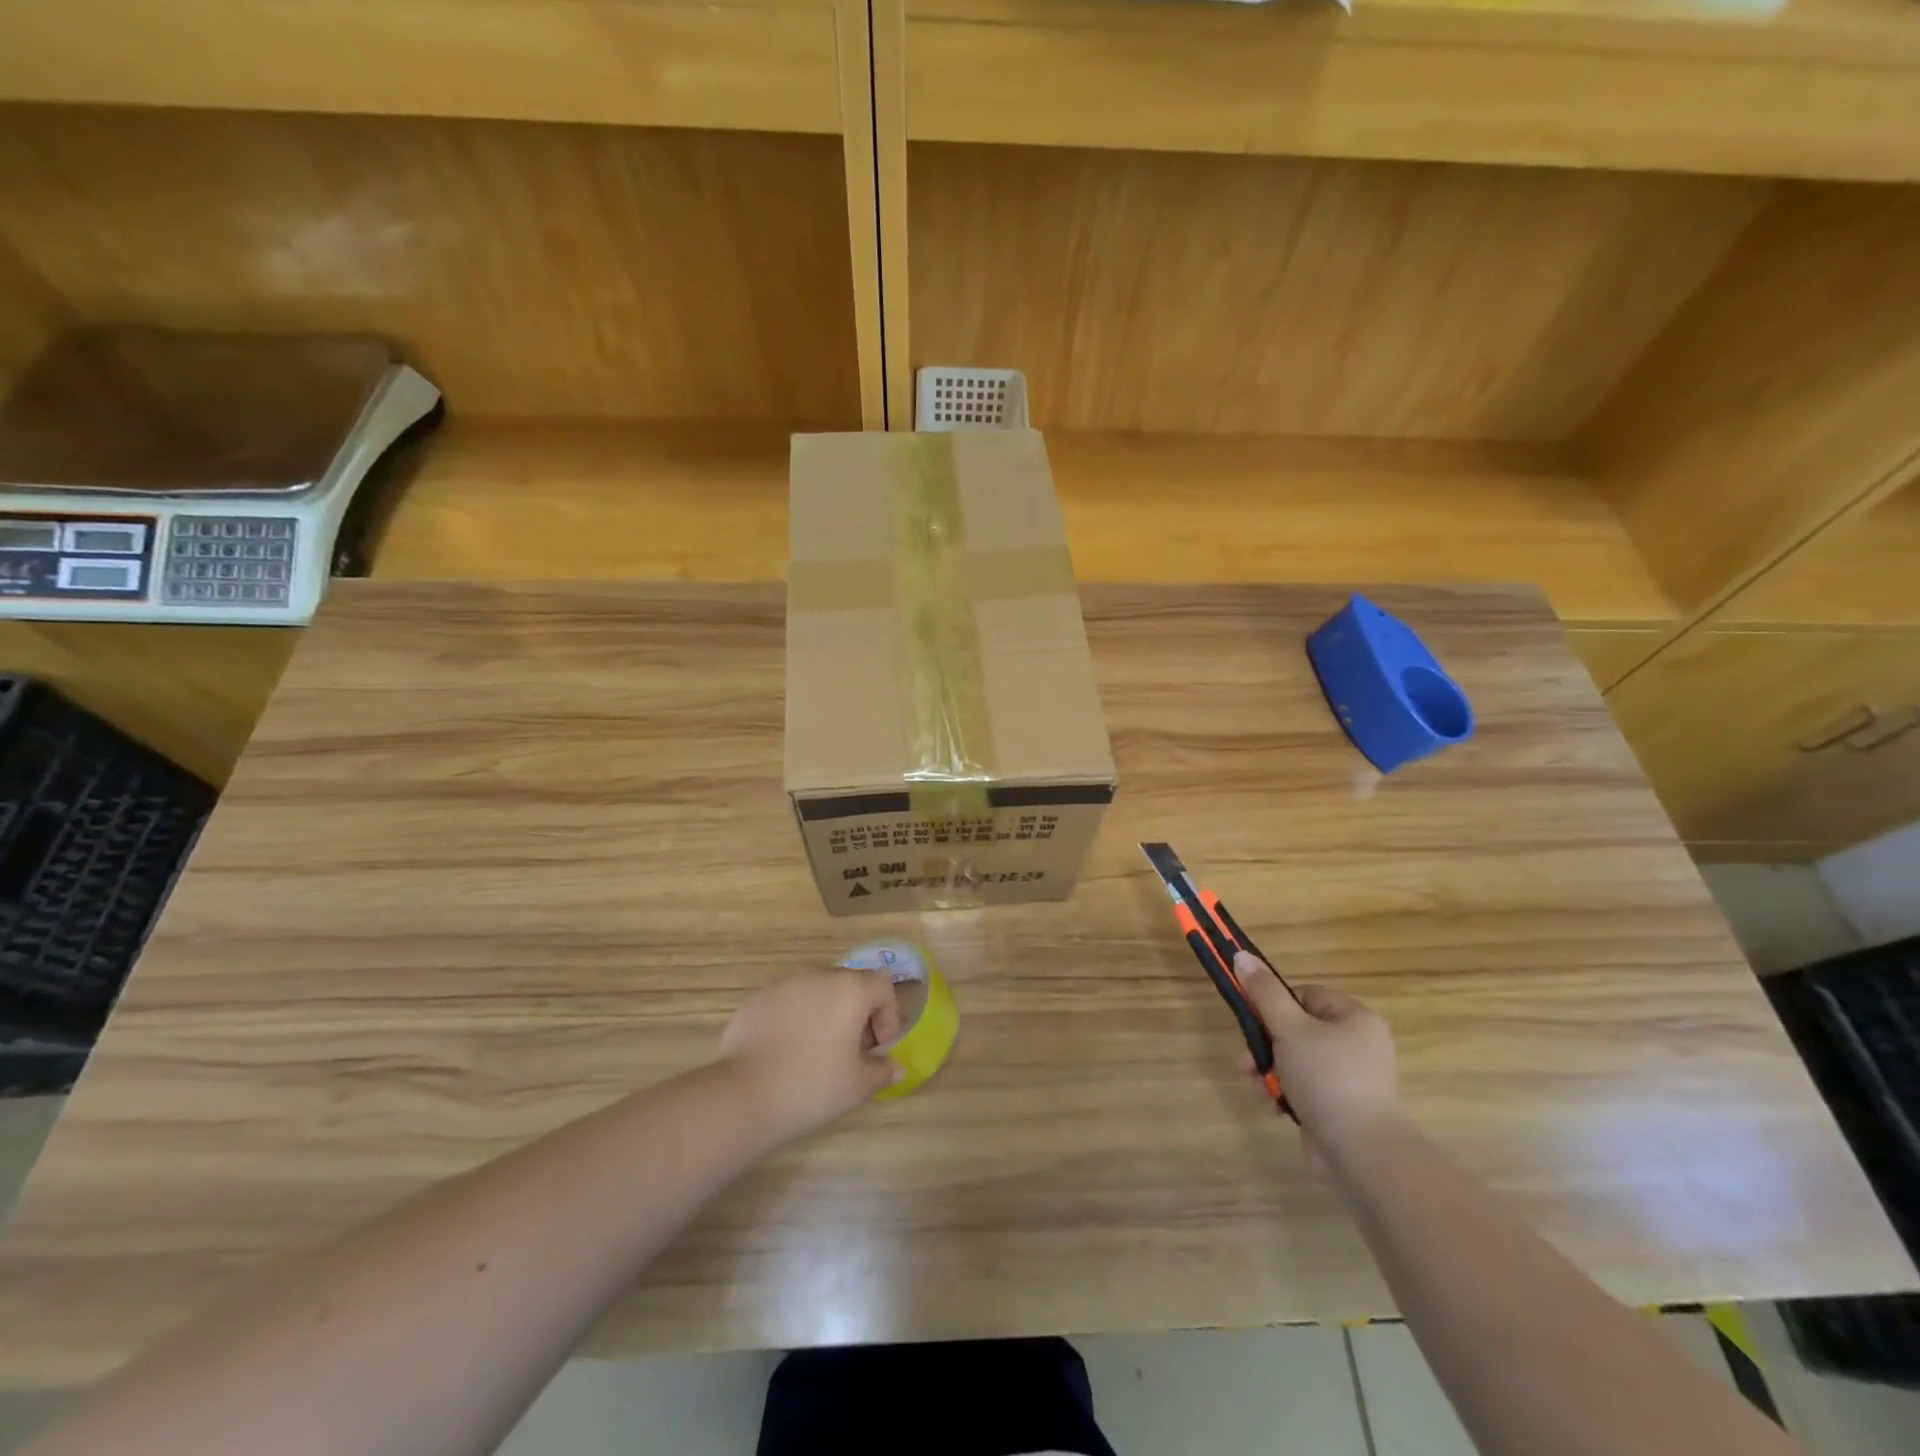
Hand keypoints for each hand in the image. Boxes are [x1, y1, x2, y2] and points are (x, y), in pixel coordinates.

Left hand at [717, 971, 903, 1143]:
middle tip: (851, 1052)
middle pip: (849, 985)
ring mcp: (784, 986)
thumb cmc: (813, 1086)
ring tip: (817, 1054)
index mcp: (849, 990)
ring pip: (817, 993)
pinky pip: (788, 1004)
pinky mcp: (757, 1000)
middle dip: (857, 1014)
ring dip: (826, 1015)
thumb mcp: (857, 1085)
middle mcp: (818, 977)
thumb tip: (896, 1067)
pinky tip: (786, 1054)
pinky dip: (796, 1021)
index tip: (876, 1048)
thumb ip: (882, 1071)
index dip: (887, 1015)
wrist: (744, 1096)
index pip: (882, 985)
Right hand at [1232, 952, 1403, 1152]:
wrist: (1362, 1153)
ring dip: (1270, 1069)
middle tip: (1247, 1060)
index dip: (1275, 1005)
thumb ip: (1264, 992)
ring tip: (1257, 1085)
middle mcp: (1357, 1043)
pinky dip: (1286, 1091)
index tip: (1255, 1021)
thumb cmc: (1327, 1079)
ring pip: (1296, 1059)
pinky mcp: (1341, 1106)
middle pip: (1296, 1028)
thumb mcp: (1289, 1028)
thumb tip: (1241, 955)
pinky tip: (1273, 1104)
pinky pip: (1305, 1086)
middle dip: (1266, 1043)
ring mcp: (1351, 1077)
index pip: (1305, 995)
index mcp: (1354, 1018)